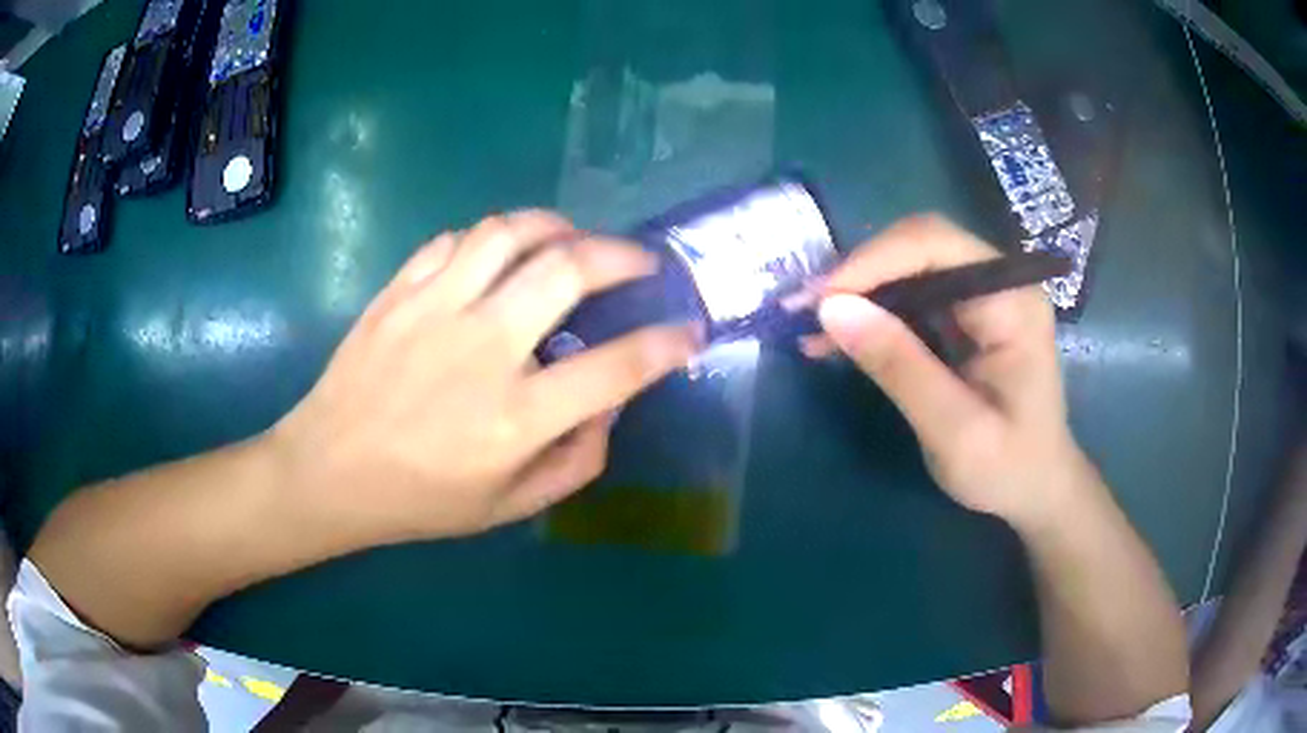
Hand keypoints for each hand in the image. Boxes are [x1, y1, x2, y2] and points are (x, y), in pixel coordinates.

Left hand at [269, 211, 701, 543]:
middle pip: (568, 270)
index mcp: (515, 417)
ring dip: (556, 225)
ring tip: (574, 237)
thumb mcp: (508, 506)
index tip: (689, 330)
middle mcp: (482, 350)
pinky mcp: (398, 292)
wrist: (328, 472)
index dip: (667, 345)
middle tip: (640, 261)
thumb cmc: (420, 499)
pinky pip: (454, 240)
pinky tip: (500, 254)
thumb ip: (574, 461)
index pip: (616, 368)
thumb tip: (610, 405)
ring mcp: (434, 310)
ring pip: (509, 233)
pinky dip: (490, 237)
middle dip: (623, 255)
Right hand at [804, 215, 1090, 527]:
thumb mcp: (954, 430)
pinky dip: (872, 314)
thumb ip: (900, 367)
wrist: (1036, 490)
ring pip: (909, 267)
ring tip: (812, 327)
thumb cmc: (1008, 468)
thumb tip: (832, 309)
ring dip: (860, 292)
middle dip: (860, 273)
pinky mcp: (966, 317)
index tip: (822, 300)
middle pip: (920, 246)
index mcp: (1012, 301)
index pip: (937, 245)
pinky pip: (911, 296)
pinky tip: (838, 339)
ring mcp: (983, 297)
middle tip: (806, 310)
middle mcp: (999, 283)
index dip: (874, 260)